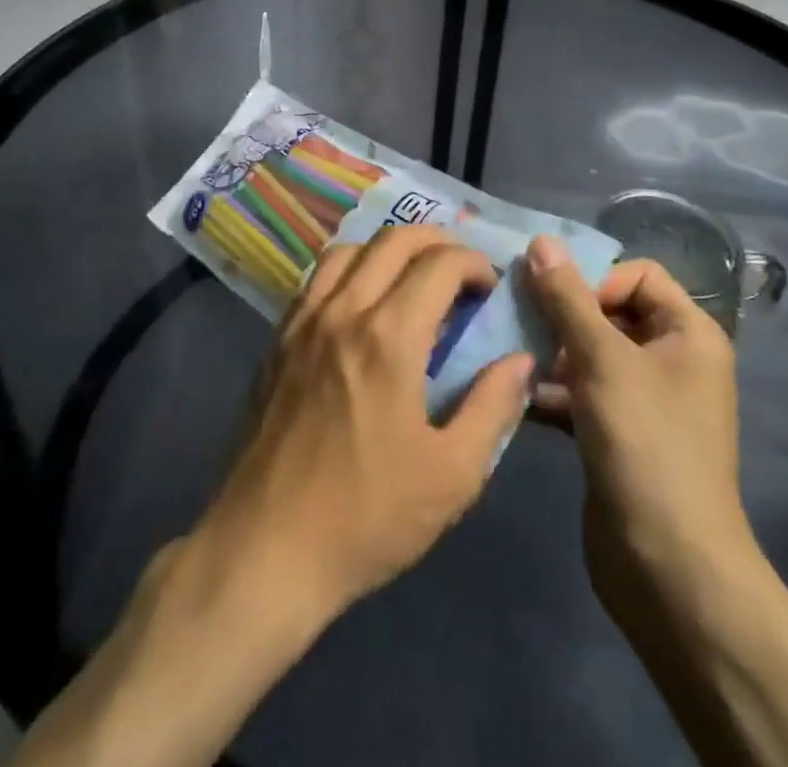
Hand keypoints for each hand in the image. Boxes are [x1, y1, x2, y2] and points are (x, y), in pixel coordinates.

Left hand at [192, 225, 534, 627]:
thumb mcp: (452, 475)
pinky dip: (349, 269)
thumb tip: (520, 360)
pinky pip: (316, 278)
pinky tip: (361, 301)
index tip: (490, 287)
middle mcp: (343, 310)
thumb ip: (492, 407)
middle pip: (392, 240)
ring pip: (348, 249)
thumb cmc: (367, 516)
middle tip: (460, 271)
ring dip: (388, 249)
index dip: (474, 263)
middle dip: (436, 242)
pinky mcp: (277, 339)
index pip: (439, 264)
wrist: (267, 547)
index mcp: (389, 337)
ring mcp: (303, 321)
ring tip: (411, 278)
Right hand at [524, 236, 759, 640]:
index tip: (557, 302)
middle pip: (608, 311)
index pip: (638, 274)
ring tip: (506, 351)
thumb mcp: (603, 360)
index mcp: (688, 334)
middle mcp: (670, 360)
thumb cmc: (646, 445)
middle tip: (517, 317)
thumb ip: (568, 298)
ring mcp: (643, 401)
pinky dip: (550, 389)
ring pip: (588, 353)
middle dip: (561, 313)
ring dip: (548, 350)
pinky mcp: (615, 435)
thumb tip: (542, 240)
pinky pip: (579, 393)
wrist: (669, 568)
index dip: (596, 277)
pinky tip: (511, 390)